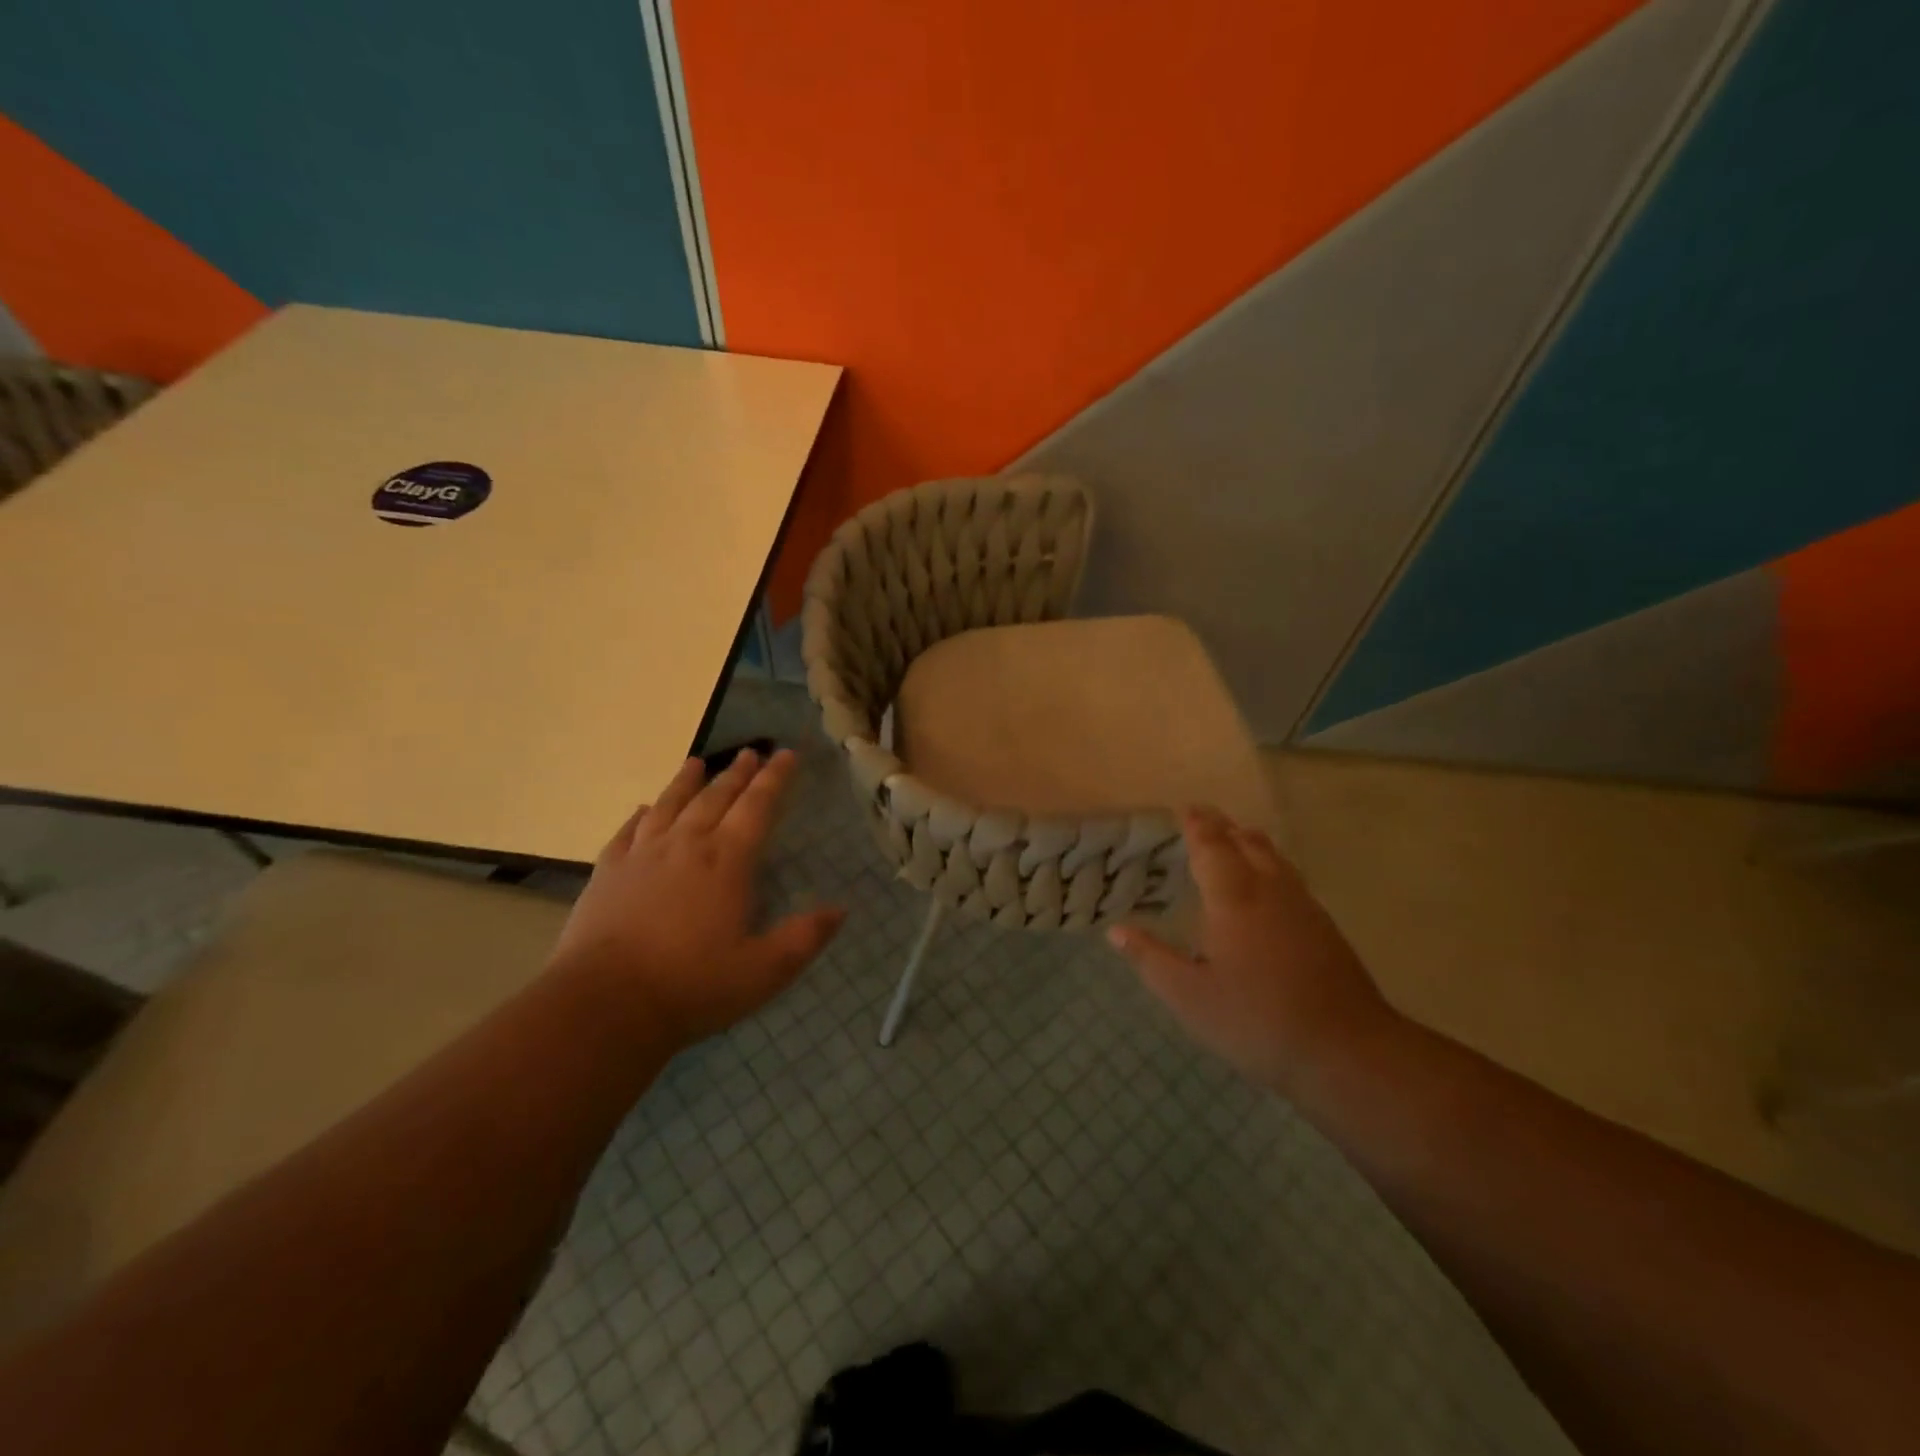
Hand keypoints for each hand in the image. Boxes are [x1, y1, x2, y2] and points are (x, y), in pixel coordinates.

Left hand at [549, 749, 844, 1053]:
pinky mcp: (607, 873)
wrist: (605, 1004)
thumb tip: (840, 910)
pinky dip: (639, 816)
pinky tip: (643, 809)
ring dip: (686, 782)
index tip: (786, 755)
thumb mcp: (765, 970)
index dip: (775, 779)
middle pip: (715, 798)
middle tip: (750, 753)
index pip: (757, 807)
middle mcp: (685, 846)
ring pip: (669, 805)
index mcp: (727, 861)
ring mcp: (641, 856)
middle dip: (737, 774)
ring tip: (696, 763)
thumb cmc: (693, 986)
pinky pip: (626, 832)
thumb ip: (804, 938)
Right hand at [1108, 808, 1398, 1095]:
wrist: (1347, 1050)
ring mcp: (1304, 907)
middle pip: (1247, 843)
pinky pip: (1291, 878)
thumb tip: (1116, 931)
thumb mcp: (1189, 996)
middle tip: (1204, 817)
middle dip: (1223, 827)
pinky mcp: (1325, 928)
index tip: (1186, 809)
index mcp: (1233, 898)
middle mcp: (1270, 890)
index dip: (1197, 826)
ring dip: (1250, 842)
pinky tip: (1269, 886)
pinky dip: (1271, 865)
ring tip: (1235, 839)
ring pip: (1275, 858)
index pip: (1212, 847)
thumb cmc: (1256, 1019)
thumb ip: (1151, 959)